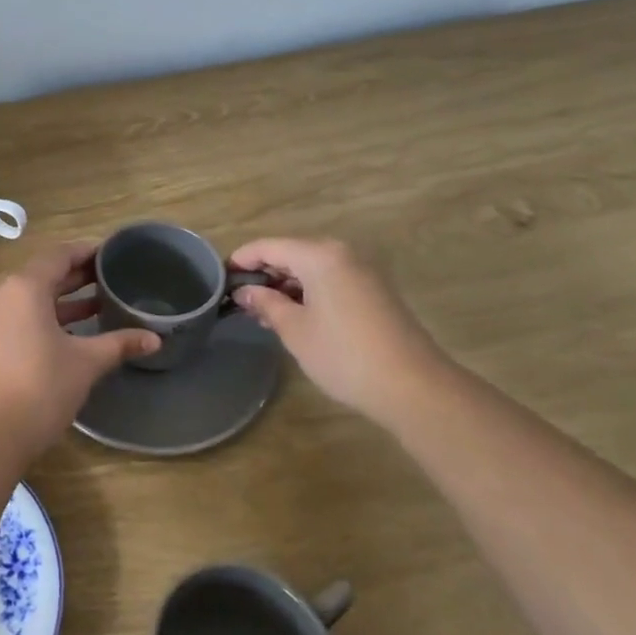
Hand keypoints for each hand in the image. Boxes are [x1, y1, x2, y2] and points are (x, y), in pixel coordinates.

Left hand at [0, 242, 160, 461]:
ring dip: (60, 300)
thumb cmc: (39, 389)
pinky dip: (42, 318)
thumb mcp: (85, 363)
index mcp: (24, 288)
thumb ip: (119, 344)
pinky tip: (67, 334)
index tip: (110, 254)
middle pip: (42, 275)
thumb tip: (154, 338)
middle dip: (76, 277)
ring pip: (28, 298)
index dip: (86, 252)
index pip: (58, 255)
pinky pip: (16, 317)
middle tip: (109, 279)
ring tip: (96, 306)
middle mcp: (0, 295)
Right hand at [229, 237, 446, 417]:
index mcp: (319, 255)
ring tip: (264, 313)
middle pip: (291, 253)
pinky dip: (309, 292)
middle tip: (241, 300)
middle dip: (264, 274)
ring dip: (286, 285)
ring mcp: (362, 271)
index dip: (241, 259)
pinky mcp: (374, 291)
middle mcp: (342, 253)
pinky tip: (296, 317)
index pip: (268, 246)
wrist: (414, 387)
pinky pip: (330, 280)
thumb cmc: (344, 355)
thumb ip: (266, 303)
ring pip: (311, 268)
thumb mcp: (294, 330)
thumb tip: (245, 291)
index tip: (221, 278)